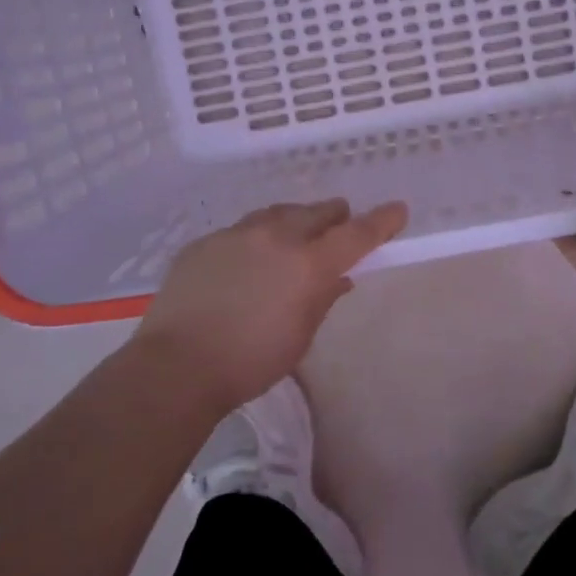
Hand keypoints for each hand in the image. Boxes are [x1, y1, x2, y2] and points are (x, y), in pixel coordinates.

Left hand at [134, 198, 408, 413]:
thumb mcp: (300, 336)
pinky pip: (243, 229)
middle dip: (335, 217)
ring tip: (297, 235)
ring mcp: (238, 233)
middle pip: (317, 212)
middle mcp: (277, 236)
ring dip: (296, 220)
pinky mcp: (206, 241)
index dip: (382, 221)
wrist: (177, 364)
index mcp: (309, 263)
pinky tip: (250, 258)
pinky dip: (258, 237)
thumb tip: (338, 278)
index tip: (398, 210)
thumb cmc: (251, 361)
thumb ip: (322, 299)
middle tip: (340, 224)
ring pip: (279, 213)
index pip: (357, 233)